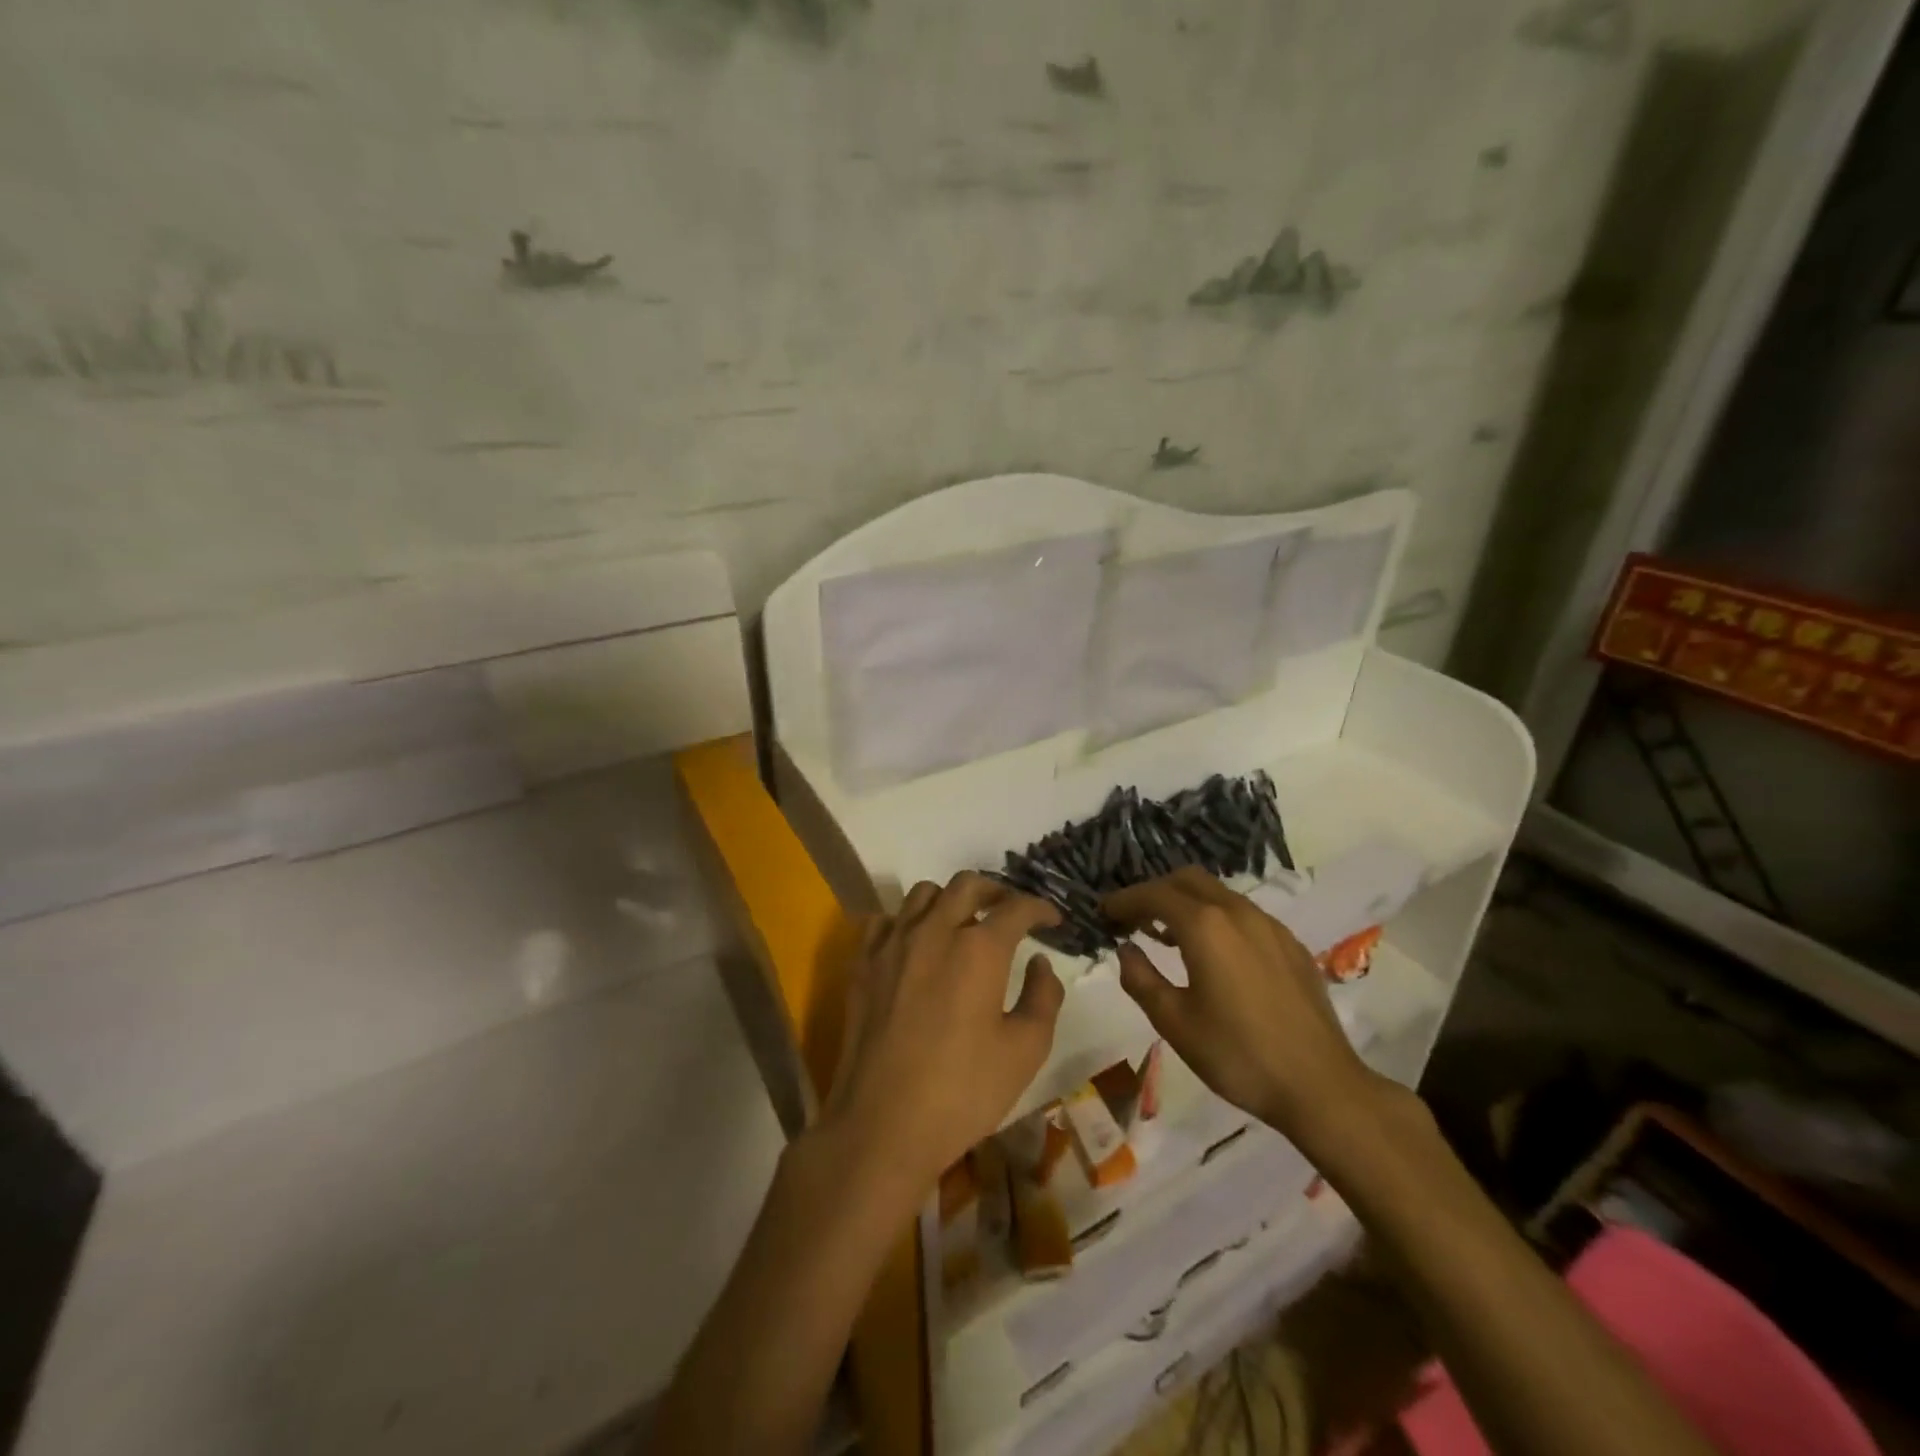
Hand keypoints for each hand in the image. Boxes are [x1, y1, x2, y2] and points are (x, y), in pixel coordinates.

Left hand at [821, 872, 1065, 1199]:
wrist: (881, 1125)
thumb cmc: (962, 1092)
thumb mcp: (1025, 1051)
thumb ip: (1043, 998)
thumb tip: (1040, 964)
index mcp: (979, 949)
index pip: (1016, 907)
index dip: (1040, 909)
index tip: (1053, 921)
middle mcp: (934, 930)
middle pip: (967, 884)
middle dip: (996, 890)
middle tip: (1009, 913)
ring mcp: (892, 943)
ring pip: (923, 893)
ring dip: (950, 900)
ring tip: (962, 924)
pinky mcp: (862, 963)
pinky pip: (885, 919)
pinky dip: (907, 921)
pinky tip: (915, 945)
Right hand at [1104, 868, 1382, 1142]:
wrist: (1320, 1086)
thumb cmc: (1238, 1056)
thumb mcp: (1175, 1023)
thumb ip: (1141, 979)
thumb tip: (1125, 950)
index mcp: (1205, 927)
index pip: (1154, 895)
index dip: (1124, 900)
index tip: (1104, 912)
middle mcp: (1238, 913)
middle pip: (1187, 880)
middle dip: (1155, 892)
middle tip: (1133, 919)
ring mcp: (1270, 926)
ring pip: (1218, 893)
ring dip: (1186, 903)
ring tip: (1167, 935)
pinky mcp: (1291, 944)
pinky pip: (1244, 914)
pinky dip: (1217, 917)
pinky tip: (1214, 953)